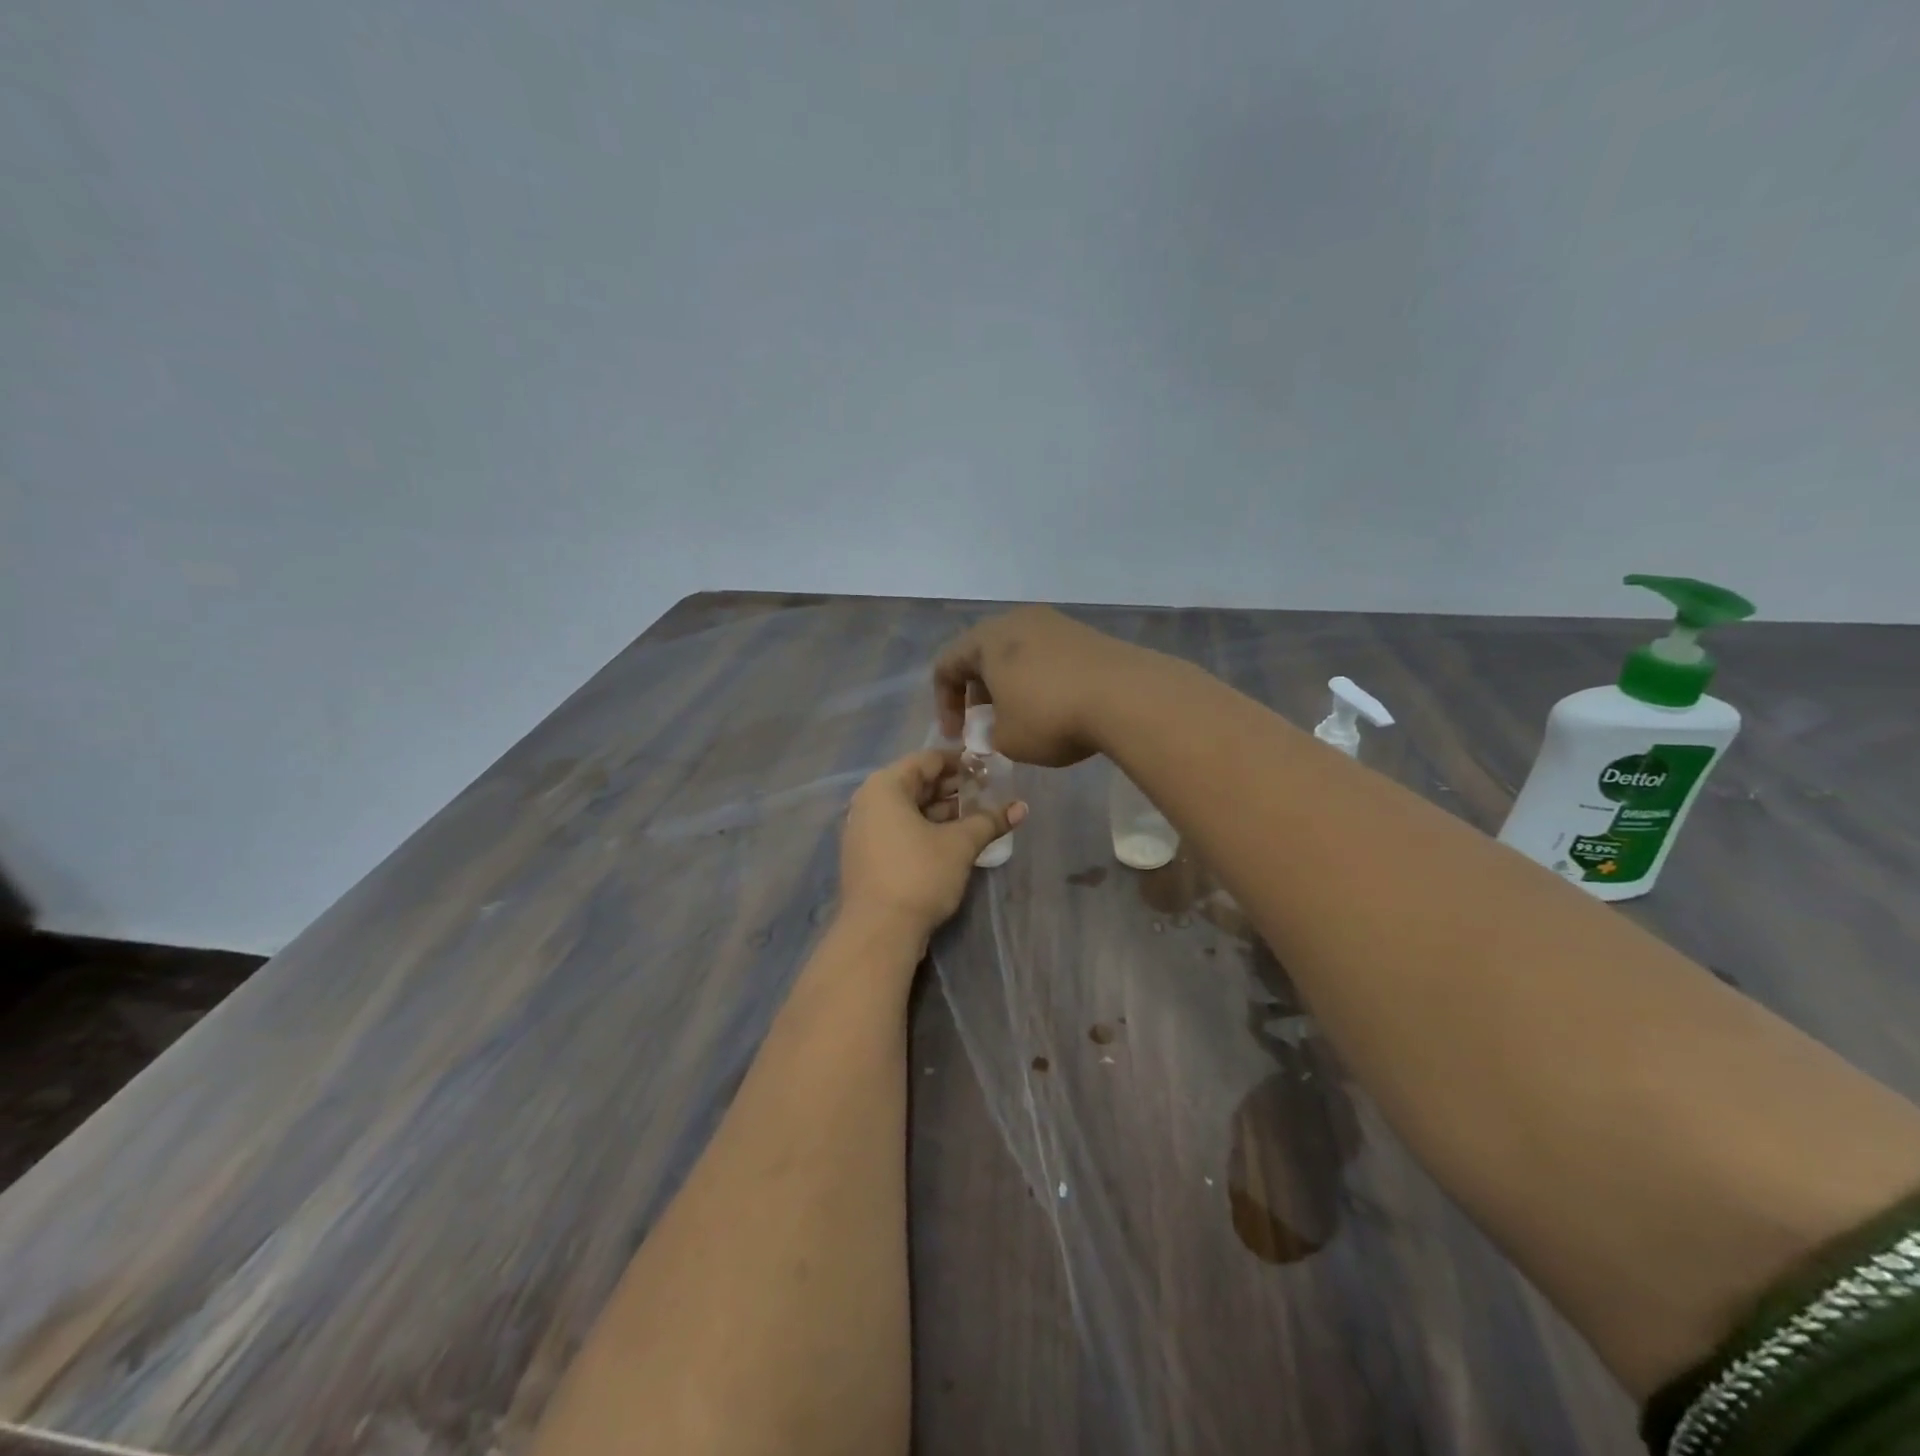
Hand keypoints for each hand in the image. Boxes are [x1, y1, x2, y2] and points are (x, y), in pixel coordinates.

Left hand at [838, 749, 1026, 941]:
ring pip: (910, 809)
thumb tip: (1021, 807)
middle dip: (954, 787)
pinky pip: (902, 830)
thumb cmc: (919, 874)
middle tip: (989, 792)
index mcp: (885, 786)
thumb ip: (989, 821)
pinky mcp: (870, 856)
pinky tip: (957, 839)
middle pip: (917, 783)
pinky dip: (928, 829)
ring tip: (979, 815)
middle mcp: (869, 802)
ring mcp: (866, 830)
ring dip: (944, 810)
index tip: (989, 768)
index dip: (961, 762)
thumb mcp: (960, 844)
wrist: (878, 932)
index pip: (928, 760)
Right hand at [932, 606, 1144, 766]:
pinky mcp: (1085, 634)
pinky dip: (1039, 680)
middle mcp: (1017, 621)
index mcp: (986, 640)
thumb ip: (989, 734)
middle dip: (978, 693)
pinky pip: (1047, 656)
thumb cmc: (1051, 717)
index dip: (944, 705)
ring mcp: (1054, 623)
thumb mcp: (1007, 740)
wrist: (1128, 697)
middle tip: (986, 725)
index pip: (946, 665)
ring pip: (1017, 654)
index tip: (957, 737)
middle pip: (982, 655)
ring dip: (1010, 685)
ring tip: (1021, 717)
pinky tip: (1055, 707)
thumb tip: (995, 728)